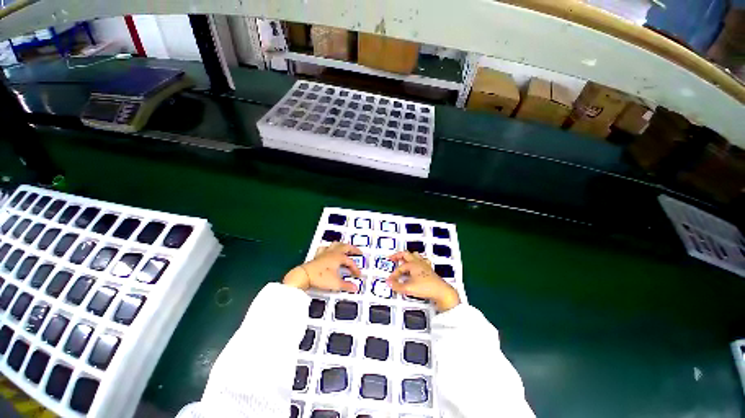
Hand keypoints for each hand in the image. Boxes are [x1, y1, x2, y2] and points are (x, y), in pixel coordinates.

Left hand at [283, 242, 361, 292]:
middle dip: (353, 249)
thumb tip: (355, 288)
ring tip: (346, 248)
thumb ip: (346, 285)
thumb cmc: (321, 277)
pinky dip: (329, 248)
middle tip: (359, 252)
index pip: (350, 262)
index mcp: (339, 257)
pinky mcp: (318, 255)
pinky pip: (325, 248)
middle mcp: (333, 253)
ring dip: (342, 245)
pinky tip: (329, 251)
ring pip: (336, 244)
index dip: (355, 268)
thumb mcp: (335, 283)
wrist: (304, 275)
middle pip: (346, 247)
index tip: (358, 275)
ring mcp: (325, 253)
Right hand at [386, 251, 459, 311]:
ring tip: (403, 259)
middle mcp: (418, 262)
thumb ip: (397, 286)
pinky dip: (417, 261)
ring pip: (414, 255)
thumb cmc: (427, 288)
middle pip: (406, 254)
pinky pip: (422, 261)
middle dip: (398, 256)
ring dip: (407, 257)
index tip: (391, 280)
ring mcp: (424, 265)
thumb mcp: (408, 288)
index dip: (394, 274)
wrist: (441, 292)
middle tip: (392, 257)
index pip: (400, 268)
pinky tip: (417, 265)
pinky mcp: (429, 269)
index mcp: (412, 264)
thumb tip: (389, 283)